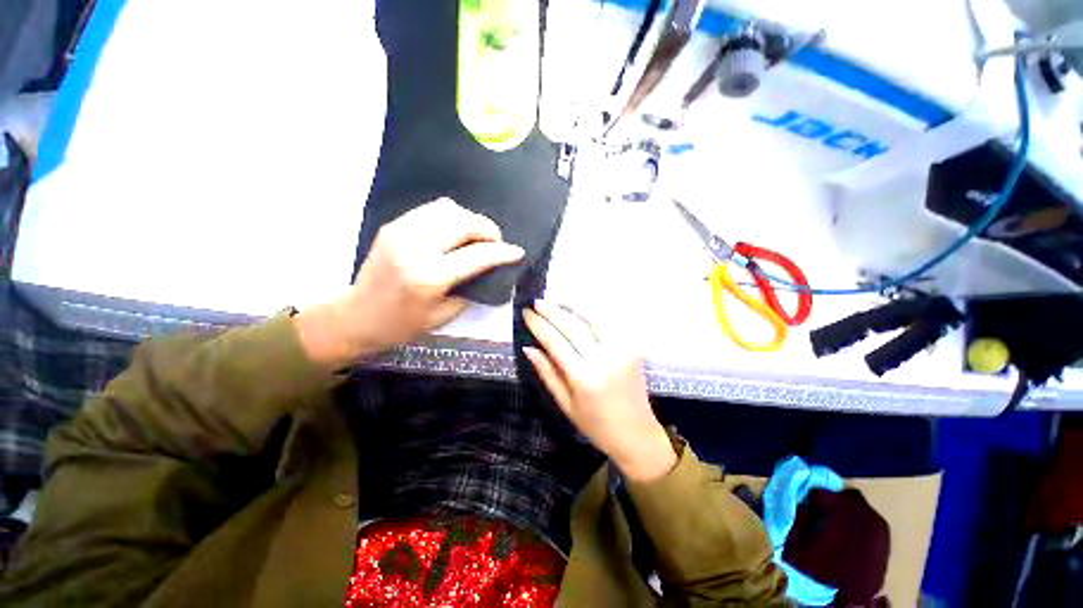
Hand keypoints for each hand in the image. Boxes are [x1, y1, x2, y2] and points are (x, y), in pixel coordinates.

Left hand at [297, 198, 524, 365]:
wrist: (358, 315)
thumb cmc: (404, 324)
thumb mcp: (446, 314)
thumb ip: (471, 287)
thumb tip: (490, 267)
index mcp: (430, 277)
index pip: (477, 255)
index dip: (502, 252)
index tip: (517, 251)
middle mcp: (415, 248)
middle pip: (463, 223)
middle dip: (488, 229)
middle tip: (497, 241)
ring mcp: (401, 232)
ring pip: (448, 210)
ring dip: (471, 219)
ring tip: (478, 235)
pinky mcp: (394, 226)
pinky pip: (431, 210)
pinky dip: (451, 216)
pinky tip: (456, 230)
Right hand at [523, 300, 676, 481]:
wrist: (636, 434)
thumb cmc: (595, 425)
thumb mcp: (565, 404)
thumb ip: (547, 373)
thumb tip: (529, 348)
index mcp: (584, 378)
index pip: (556, 342)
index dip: (539, 325)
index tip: (527, 313)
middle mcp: (604, 359)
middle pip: (573, 326)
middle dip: (552, 311)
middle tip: (538, 301)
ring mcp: (622, 350)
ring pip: (594, 318)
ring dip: (574, 306)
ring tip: (557, 300)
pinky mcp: (634, 347)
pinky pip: (612, 323)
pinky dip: (596, 313)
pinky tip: (583, 308)